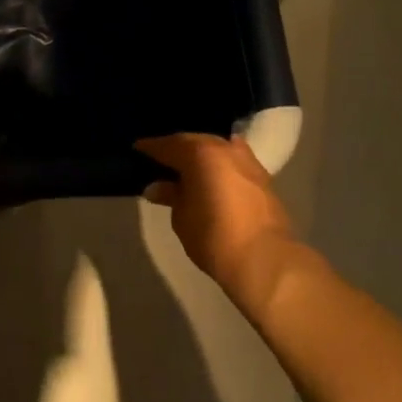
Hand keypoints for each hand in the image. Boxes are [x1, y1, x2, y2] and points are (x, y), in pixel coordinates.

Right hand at [137, 133, 298, 323]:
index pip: (168, 144)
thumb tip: (157, 187)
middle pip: (194, 141)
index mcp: (201, 152)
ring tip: (186, 168)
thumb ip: (170, 195)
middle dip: (177, 149)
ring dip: (201, 156)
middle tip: (160, 159)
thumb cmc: (213, 235)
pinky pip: (232, 162)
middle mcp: (225, 148)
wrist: (264, 259)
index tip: (137, 149)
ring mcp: (248, 161)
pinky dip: (218, 165)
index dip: (150, 148)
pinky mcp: (262, 178)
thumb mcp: (181, 216)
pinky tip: (209, 176)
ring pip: (217, 149)